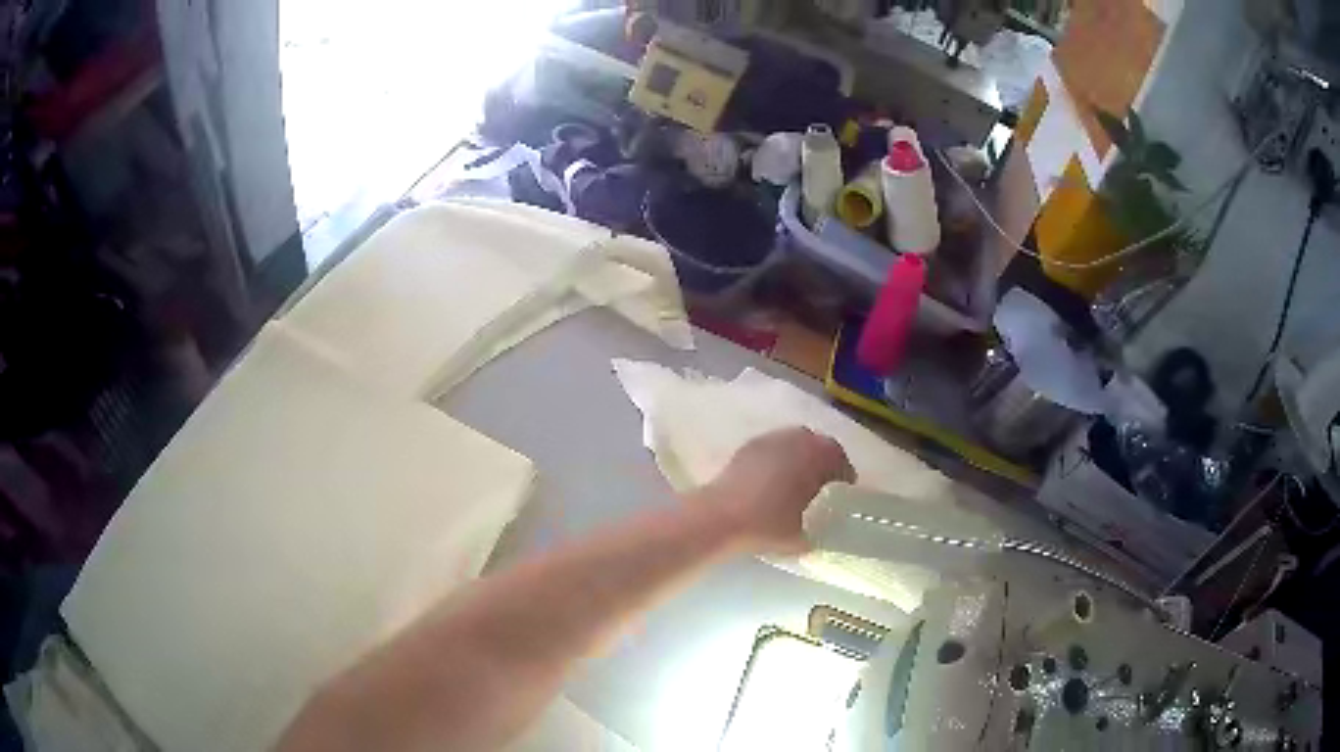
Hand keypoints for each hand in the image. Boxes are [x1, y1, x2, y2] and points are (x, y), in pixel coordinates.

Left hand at [696, 427, 854, 554]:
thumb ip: (815, 533)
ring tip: (796, 481)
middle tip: (822, 484)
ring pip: (795, 443)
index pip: (840, 461)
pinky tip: (771, 480)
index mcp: (818, 457)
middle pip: (818, 446)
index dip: (844, 476)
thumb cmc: (766, 525)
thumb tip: (818, 535)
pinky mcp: (748, 445)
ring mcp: (770, 439)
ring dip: (800, 457)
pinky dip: (778, 459)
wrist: (719, 516)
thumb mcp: (800, 537)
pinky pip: (773, 448)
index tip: (844, 490)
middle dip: (823, 462)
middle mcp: (797, 440)